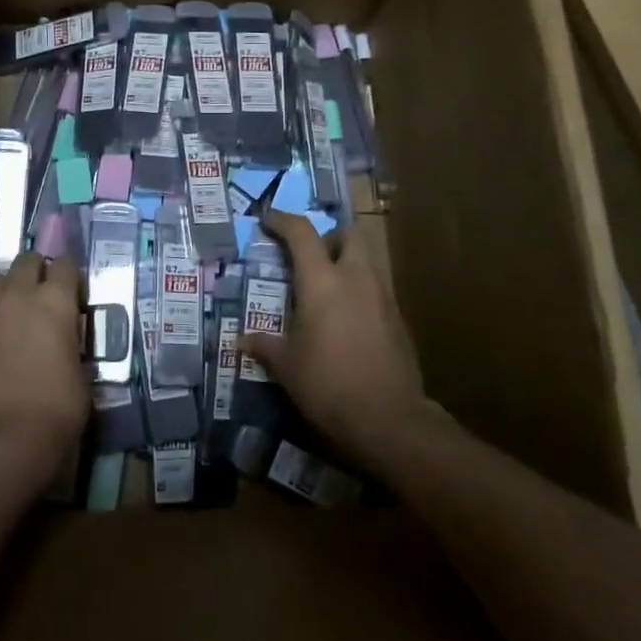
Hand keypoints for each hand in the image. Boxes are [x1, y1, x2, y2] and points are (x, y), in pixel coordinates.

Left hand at [0, 252, 88, 464]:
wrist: (6, 435)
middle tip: (40, 291)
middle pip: (26, 261)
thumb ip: (71, 344)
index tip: (72, 288)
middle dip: (35, 270)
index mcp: (56, 301)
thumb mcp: (82, 371)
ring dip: (4, 291)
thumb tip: (64, 343)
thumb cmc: (58, 407)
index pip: (66, 266)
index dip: (70, 275)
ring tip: (9, 311)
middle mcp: (19, 295)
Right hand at [241, 208, 429, 465]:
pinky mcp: (399, 320)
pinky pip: (377, 290)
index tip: (266, 220)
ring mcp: (383, 297)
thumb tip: (241, 341)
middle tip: (309, 257)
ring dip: (346, 264)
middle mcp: (356, 278)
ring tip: (326, 291)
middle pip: (349, 234)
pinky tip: (346, 321)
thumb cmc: (328, 385)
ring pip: (366, 261)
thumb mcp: (286, 367)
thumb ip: (265, 346)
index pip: (301, 233)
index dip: (282, 220)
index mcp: (322, 282)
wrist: (390, 420)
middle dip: (328, 237)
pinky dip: (360, 292)